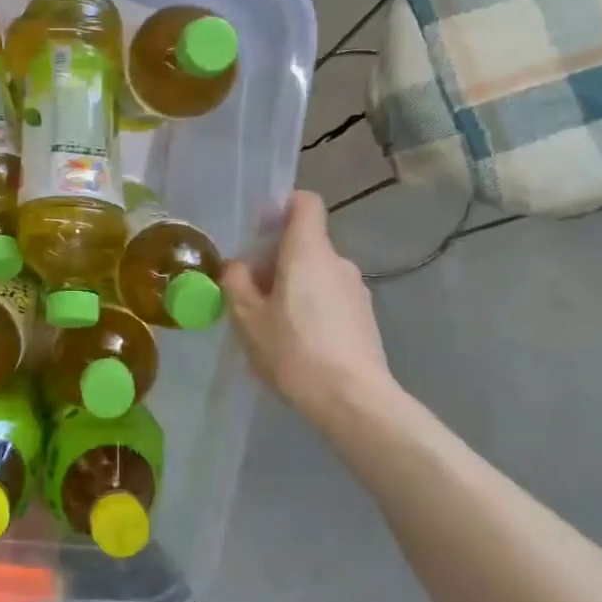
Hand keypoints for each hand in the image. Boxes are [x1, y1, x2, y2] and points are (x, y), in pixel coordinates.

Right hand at [222, 192, 397, 425]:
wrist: (351, 398)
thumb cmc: (293, 350)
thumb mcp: (247, 317)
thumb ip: (237, 282)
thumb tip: (238, 266)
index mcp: (308, 251)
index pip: (305, 203)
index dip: (282, 207)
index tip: (260, 230)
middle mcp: (338, 261)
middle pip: (305, 243)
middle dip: (276, 260)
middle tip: (251, 294)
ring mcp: (357, 289)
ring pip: (317, 273)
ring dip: (294, 286)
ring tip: (273, 324)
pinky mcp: (365, 317)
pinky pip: (331, 298)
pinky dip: (312, 307)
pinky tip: (298, 343)